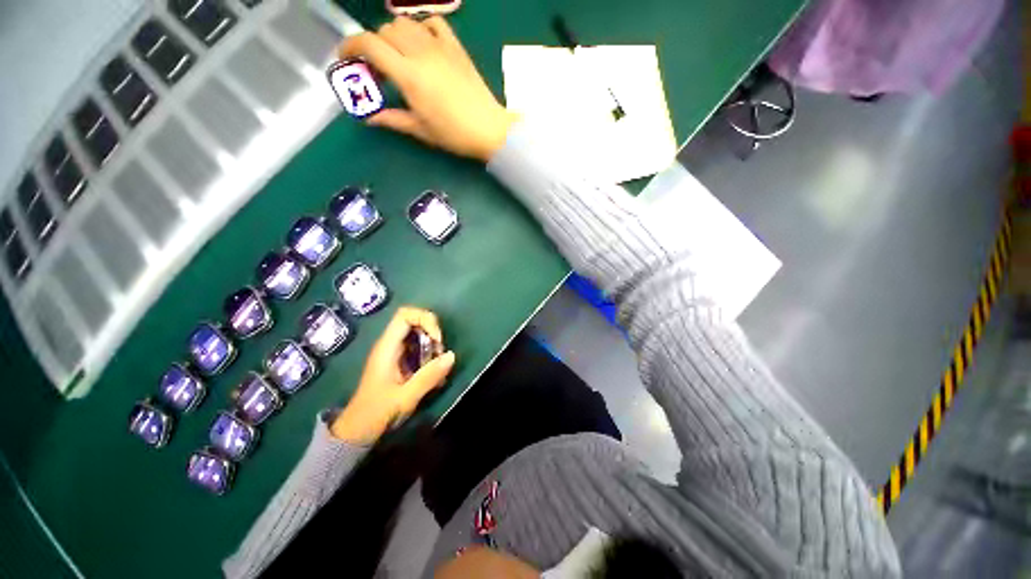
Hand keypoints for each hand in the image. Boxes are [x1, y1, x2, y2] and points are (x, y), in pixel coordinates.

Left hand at [331, 306, 455, 443]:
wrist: (357, 431)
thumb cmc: (376, 413)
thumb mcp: (405, 397)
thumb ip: (429, 376)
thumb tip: (451, 355)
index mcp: (387, 347)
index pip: (405, 315)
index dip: (425, 319)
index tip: (437, 339)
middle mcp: (390, 345)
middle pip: (414, 322)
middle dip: (432, 333)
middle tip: (439, 354)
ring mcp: (394, 353)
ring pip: (418, 335)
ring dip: (432, 346)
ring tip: (438, 366)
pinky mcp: (399, 362)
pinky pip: (417, 348)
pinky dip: (429, 356)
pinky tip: (433, 374)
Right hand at [339, 16, 518, 161]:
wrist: (489, 129)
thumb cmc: (454, 134)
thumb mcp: (420, 130)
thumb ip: (392, 119)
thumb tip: (368, 118)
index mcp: (408, 75)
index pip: (368, 44)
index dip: (350, 46)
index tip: (345, 58)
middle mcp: (420, 52)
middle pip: (384, 31)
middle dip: (374, 46)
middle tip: (379, 69)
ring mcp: (440, 46)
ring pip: (405, 23)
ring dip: (395, 36)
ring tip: (400, 58)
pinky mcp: (456, 46)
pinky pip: (433, 23)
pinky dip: (421, 28)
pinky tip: (423, 45)